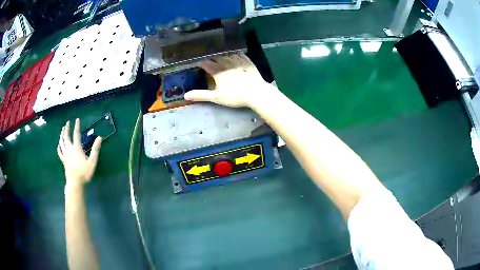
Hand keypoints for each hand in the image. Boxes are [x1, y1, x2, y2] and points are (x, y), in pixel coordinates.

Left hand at [57, 119, 101, 187]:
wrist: (75, 183)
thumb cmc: (84, 173)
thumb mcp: (92, 162)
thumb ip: (95, 149)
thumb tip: (99, 137)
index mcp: (76, 148)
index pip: (76, 134)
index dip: (77, 126)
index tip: (77, 119)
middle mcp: (69, 149)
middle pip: (66, 136)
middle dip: (66, 128)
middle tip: (67, 122)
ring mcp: (65, 154)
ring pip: (61, 142)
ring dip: (62, 134)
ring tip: (62, 129)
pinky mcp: (63, 160)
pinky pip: (59, 151)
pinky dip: (59, 146)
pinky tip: (59, 144)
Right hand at [184, 53, 277, 107]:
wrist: (256, 93)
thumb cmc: (235, 96)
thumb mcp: (216, 97)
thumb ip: (201, 95)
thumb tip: (185, 95)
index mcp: (218, 72)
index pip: (206, 64)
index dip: (201, 62)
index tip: (197, 62)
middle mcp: (226, 63)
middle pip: (216, 56)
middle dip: (211, 56)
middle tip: (207, 55)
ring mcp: (238, 61)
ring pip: (228, 54)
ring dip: (222, 52)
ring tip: (219, 51)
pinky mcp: (248, 62)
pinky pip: (240, 54)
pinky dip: (235, 53)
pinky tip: (234, 52)